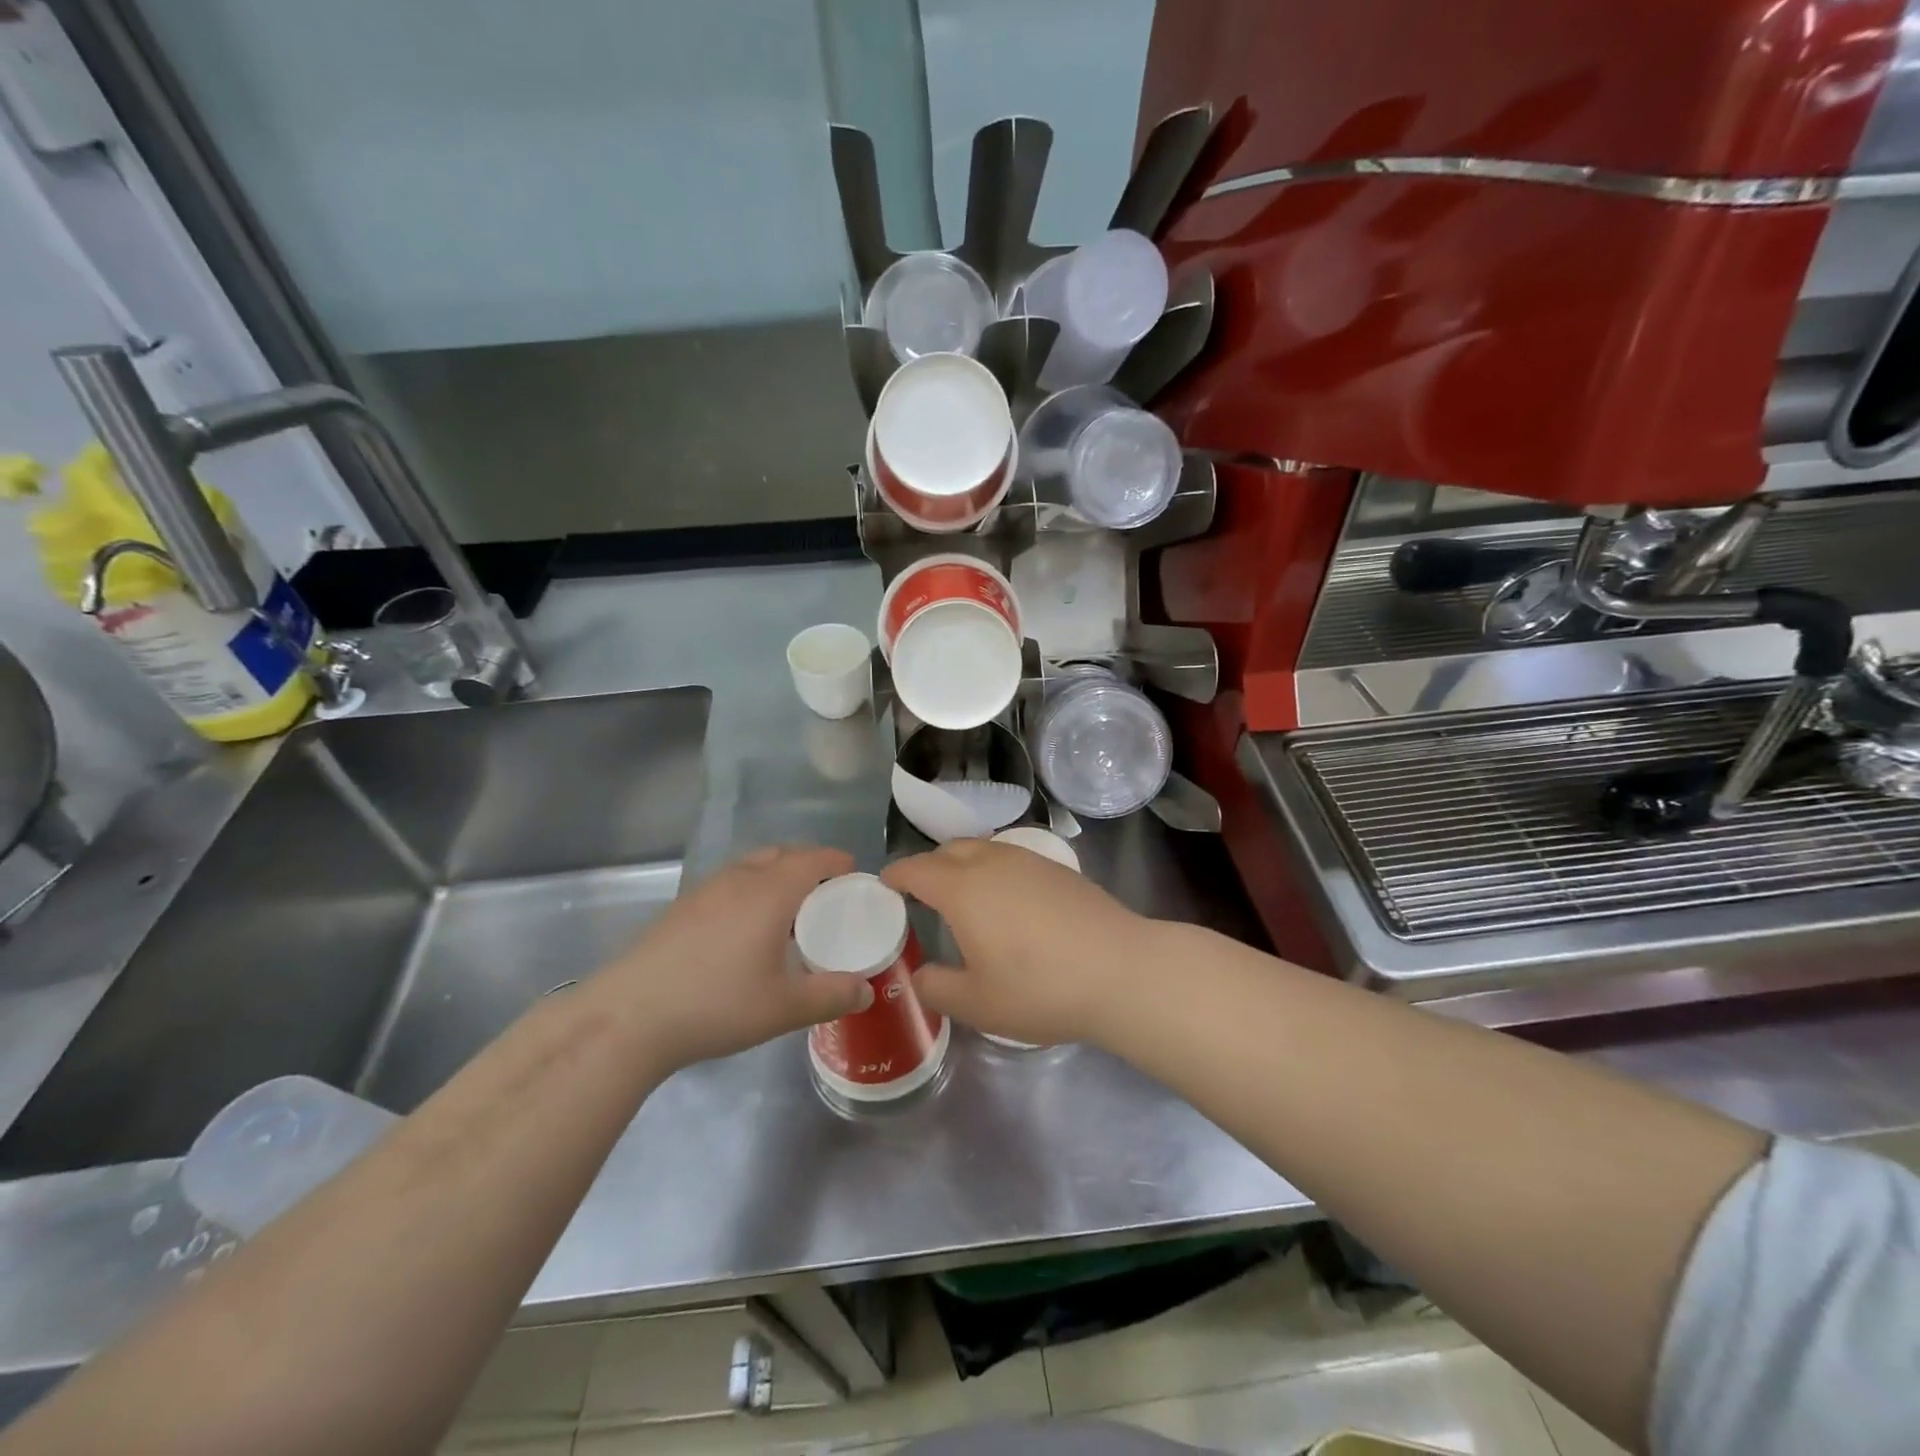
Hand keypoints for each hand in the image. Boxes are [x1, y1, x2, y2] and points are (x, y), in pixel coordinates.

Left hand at [603, 845, 872, 1072]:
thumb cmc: (717, 1005)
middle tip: (825, 891)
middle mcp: (738, 881)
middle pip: (780, 855)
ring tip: (787, 910)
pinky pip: (727, 884)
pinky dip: (748, 891)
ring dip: (775, 876)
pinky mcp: (679, 909)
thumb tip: (866, 991)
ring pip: (749, 867)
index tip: (853, 872)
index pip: (811, 859)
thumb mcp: (784, 1008)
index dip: (835, 860)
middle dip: (807, 864)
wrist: (629, 1017)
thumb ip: (831, 996)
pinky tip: (744, 930)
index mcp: (770, 893)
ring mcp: (703, 892)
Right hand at [881, 839, 1148, 1046]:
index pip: (917, 869)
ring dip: (963, 863)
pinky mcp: (1058, 869)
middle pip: (949, 851)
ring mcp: (1029, 861)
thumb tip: (920, 975)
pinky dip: (994, 869)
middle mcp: (992, 863)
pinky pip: (1011, 858)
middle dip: (929, 865)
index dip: (897, 874)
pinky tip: (1007, 900)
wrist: (1121, 971)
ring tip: (963, 894)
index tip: (885, 882)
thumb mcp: (977, 1003)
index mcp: (963, 889)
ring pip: (983, 849)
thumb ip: (937, 988)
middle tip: (921, 893)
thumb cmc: (1040, 988)